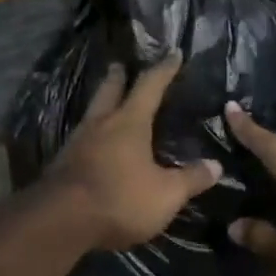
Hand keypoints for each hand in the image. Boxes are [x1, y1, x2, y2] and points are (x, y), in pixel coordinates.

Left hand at [43, 51, 222, 251]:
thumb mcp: (166, 194)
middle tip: (120, 65)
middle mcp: (101, 124)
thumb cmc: (120, 199)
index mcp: (129, 122)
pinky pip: (81, 138)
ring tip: (108, 102)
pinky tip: (94, 142)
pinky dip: (92, 133)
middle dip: (118, 77)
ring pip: (92, 113)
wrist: (59, 221)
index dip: (164, 69)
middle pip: (109, 91)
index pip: (150, 86)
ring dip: (101, 103)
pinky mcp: (62, 164)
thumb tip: (216, 165)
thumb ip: (190, 179)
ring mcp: (77, 143)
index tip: (174, 53)